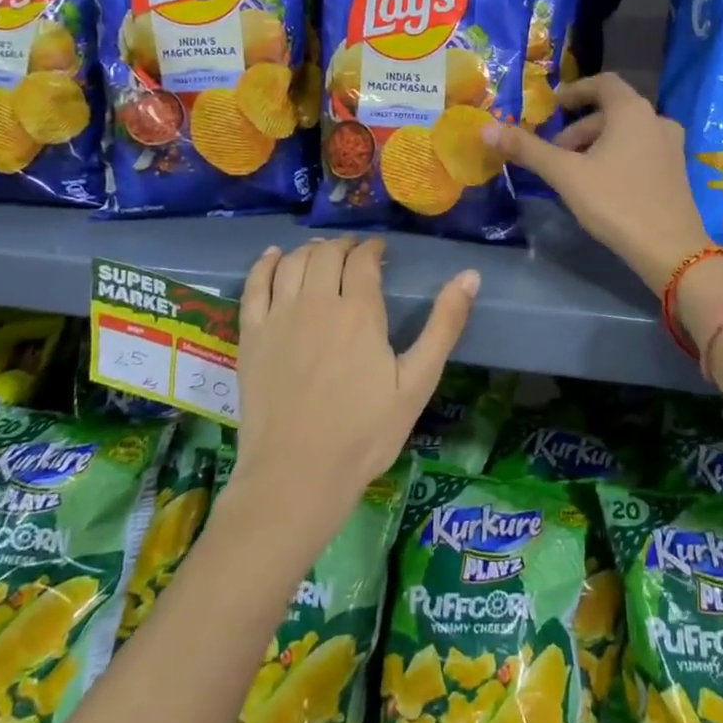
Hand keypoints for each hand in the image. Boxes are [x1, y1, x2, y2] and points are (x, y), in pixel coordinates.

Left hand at [234, 237, 476, 533]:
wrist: (297, 476)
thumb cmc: (365, 433)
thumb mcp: (417, 383)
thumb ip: (444, 326)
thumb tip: (471, 275)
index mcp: (359, 311)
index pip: (363, 260)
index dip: (373, 248)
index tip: (380, 250)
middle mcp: (315, 302)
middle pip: (326, 254)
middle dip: (344, 246)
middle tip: (355, 253)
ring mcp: (278, 318)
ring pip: (291, 263)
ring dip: (309, 250)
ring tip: (322, 253)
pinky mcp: (251, 337)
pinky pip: (254, 285)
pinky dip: (264, 264)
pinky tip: (272, 256)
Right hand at [486, 73, 712, 289]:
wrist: (670, 249)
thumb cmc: (616, 202)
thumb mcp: (566, 175)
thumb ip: (528, 149)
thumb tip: (486, 129)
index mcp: (632, 110)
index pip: (602, 83)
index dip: (575, 91)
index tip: (553, 106)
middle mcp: (657, 119)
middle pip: (612, 112)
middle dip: (579, 129)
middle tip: (555, 155)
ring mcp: (671, 146)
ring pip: (626, 134)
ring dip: (597, 145)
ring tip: (573, 174)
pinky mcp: (676, 171)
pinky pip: (641, 151)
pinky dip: (617, 157)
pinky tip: (602, 187)